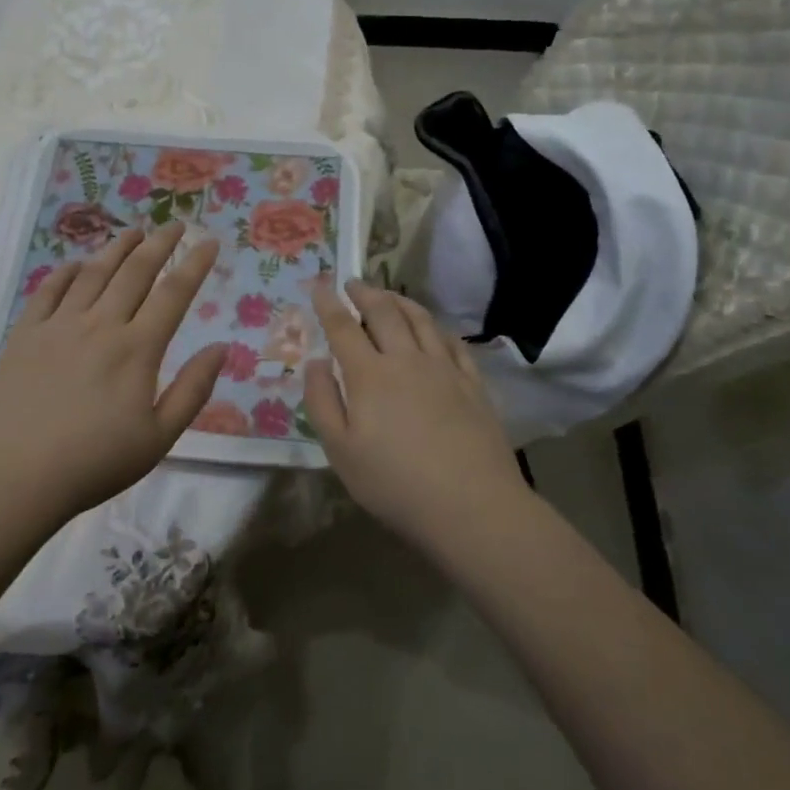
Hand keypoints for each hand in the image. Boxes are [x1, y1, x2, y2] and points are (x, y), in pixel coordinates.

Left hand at [0, 223, 226, 528]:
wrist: (14, 477)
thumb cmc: (94, 463)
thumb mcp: (159, 438)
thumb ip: (193, 390)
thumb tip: (222, 347)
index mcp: (137, 348)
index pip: (174, 293)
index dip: (195, 264)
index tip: (209, 241)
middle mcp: (101, 324)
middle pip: (136, 271)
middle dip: (160, 243)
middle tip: (175, 224)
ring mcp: (59, 325)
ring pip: (94, 272)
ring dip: (117, 247)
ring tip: (134, 231)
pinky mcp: (25, 334)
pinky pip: (49, 290)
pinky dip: (67, 271)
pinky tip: (77, 264)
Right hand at [304, 279, 523, 549]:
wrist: (472, 506)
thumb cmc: (395, 484)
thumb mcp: (340, 452)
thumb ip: (322, 402)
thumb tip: (315, 362)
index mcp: (369, 375)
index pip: (343, 328)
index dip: (329, 304)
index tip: (320, 285)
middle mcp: (406, 360)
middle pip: (384, 313)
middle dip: (365, 293)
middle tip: (353, 283)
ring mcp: (444, 369)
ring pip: (420, 320)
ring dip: (400, 300)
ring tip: (388, 294)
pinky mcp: (473, 384)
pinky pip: (452, 342)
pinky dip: (436, 327)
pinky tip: (433, 328)